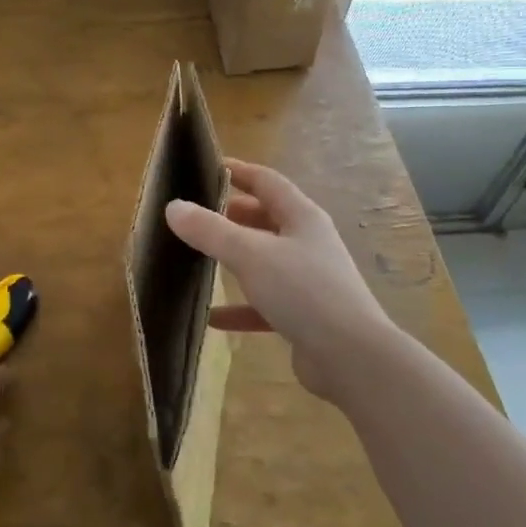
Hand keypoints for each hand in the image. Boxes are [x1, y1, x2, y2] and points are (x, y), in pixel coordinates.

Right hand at [165, 159, 394, 402]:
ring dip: (235, 259)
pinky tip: (212, 317)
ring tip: (199, 258)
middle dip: (232, 215)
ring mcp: (309, 280)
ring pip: (265, 261)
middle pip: (266, 219)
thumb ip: (210, 231)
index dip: (238, 172)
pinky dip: (240, 307)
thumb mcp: (250, 255)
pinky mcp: (305, 316)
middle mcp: (308, 242)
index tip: (207, 168)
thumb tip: (173, 207)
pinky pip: (265, 304)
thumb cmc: (303, 291)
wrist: (352, 357)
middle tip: (196, 215)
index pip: (267, 182)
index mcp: (302, 217)